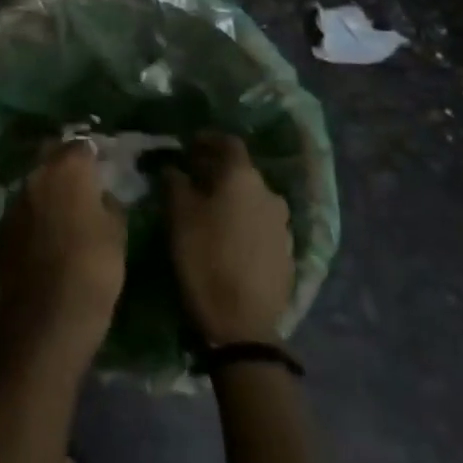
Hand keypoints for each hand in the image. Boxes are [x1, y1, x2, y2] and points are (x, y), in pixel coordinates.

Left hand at [0, 139, 126, 379]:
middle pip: (51, 158)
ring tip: (65, 211)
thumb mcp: (117, 235)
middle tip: (84, 184)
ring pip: (34, 185)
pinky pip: (22, 212)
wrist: (47, 318)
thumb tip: (100, 196)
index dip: (92, 154)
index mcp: (67, 170)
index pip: (80, 146)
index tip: (103, 166)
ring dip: (48, 191)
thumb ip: (109, 205)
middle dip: (65, 165)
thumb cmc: (93, 271)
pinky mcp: (1, 229)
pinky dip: (34, 216)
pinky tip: (46, 236)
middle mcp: (35, 177)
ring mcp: (14, 202)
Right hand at [165, 132, 294, 344]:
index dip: (207, 140)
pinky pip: (262, 225)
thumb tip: (174, 168)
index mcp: (243, 178)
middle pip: (242, 171)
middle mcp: (270, 194)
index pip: (228, 143)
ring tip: (209, 210)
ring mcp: (283, 225)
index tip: (188, 145)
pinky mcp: (288, 253)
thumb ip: (175, 183)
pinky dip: (244, 222)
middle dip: (217, 171)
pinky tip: (229, 238)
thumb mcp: (178, 216)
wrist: (242, 323)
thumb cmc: (204, 257)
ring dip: (233, 198)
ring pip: (253, 199)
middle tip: (192, 178)